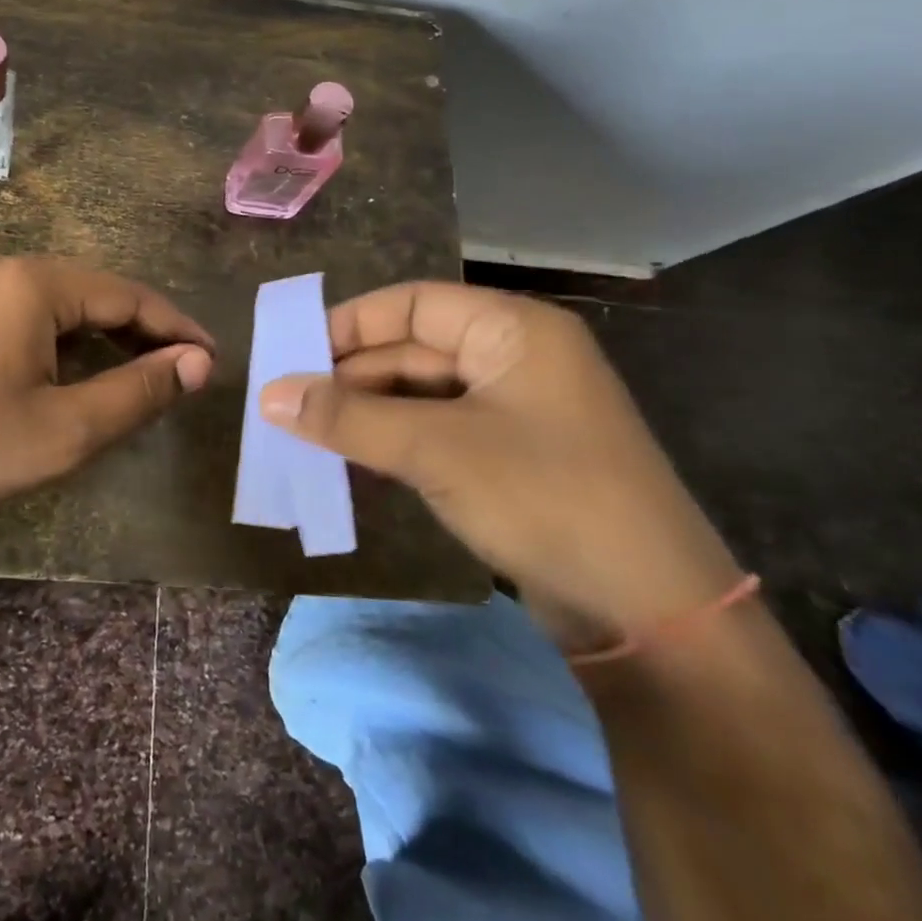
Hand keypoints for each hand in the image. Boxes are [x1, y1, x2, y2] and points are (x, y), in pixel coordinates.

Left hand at [0, 256, 213, 517]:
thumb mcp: (65, 428)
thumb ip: (138, 392)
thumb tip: (199, 363)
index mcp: (37, 283)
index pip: (130, 296)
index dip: (177, 328)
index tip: (212, 361)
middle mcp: (7, 269)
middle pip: (97, 294)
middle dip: (145, 332)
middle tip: (182, 373)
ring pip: (63, 305)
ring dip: (106, 337)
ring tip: (141, 375)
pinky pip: (30, 315)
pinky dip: (66, 340)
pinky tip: (77, 372)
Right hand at [260, 282, 740, 651]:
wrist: (651, 616)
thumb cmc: (545, 499)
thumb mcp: (436, 449)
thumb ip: (348, 417)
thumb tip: (270, 394)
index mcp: (512, 330)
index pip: (412, 303)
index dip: (349, 324)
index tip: (293, 355)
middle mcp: (514, 358)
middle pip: (412, 349)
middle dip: (350, 376)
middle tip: (286, 404)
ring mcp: (514, 411)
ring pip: (419, 394)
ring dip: (365, 413)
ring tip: (304, 432)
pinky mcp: (509, 458)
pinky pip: (434, 432)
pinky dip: (391, 441)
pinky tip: (349, 460)